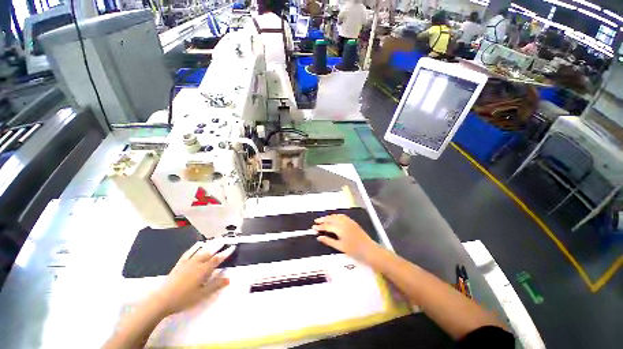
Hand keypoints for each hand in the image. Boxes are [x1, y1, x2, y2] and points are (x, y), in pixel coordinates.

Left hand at [149, 242, 234, 316]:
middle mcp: (197, 263)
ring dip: (209, 245)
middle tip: (225, 241)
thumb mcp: (202, 294)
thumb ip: (216, 285)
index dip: (226, 253)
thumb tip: (229, 278)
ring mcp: (187, 263)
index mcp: (203, 270)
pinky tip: (197, 245)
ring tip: (214, 241)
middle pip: (209, 252)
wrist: (161, 300)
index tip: (233, 247)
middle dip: (218, 246)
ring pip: (200, 251)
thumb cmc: (184, 299)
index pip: (217, 259)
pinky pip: (188, 253)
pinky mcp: (179, 264)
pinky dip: (194, 248)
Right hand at [312, 214, 378, 261]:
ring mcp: (349, 221)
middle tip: (316, 221)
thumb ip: (328, 241)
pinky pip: (342, 216)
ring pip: (336, 216)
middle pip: (331, 219)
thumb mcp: (340, 247)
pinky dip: (336, 216)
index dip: (320, 227)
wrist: (369, 250)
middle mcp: (343, 222)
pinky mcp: (352, 222)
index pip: (327, 226)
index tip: (313, 227)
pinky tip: (334, 217)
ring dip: (329, 217)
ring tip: (323, 218)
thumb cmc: (354, 251)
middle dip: (323, 219)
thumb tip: (319, 237)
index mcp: (340, 229)